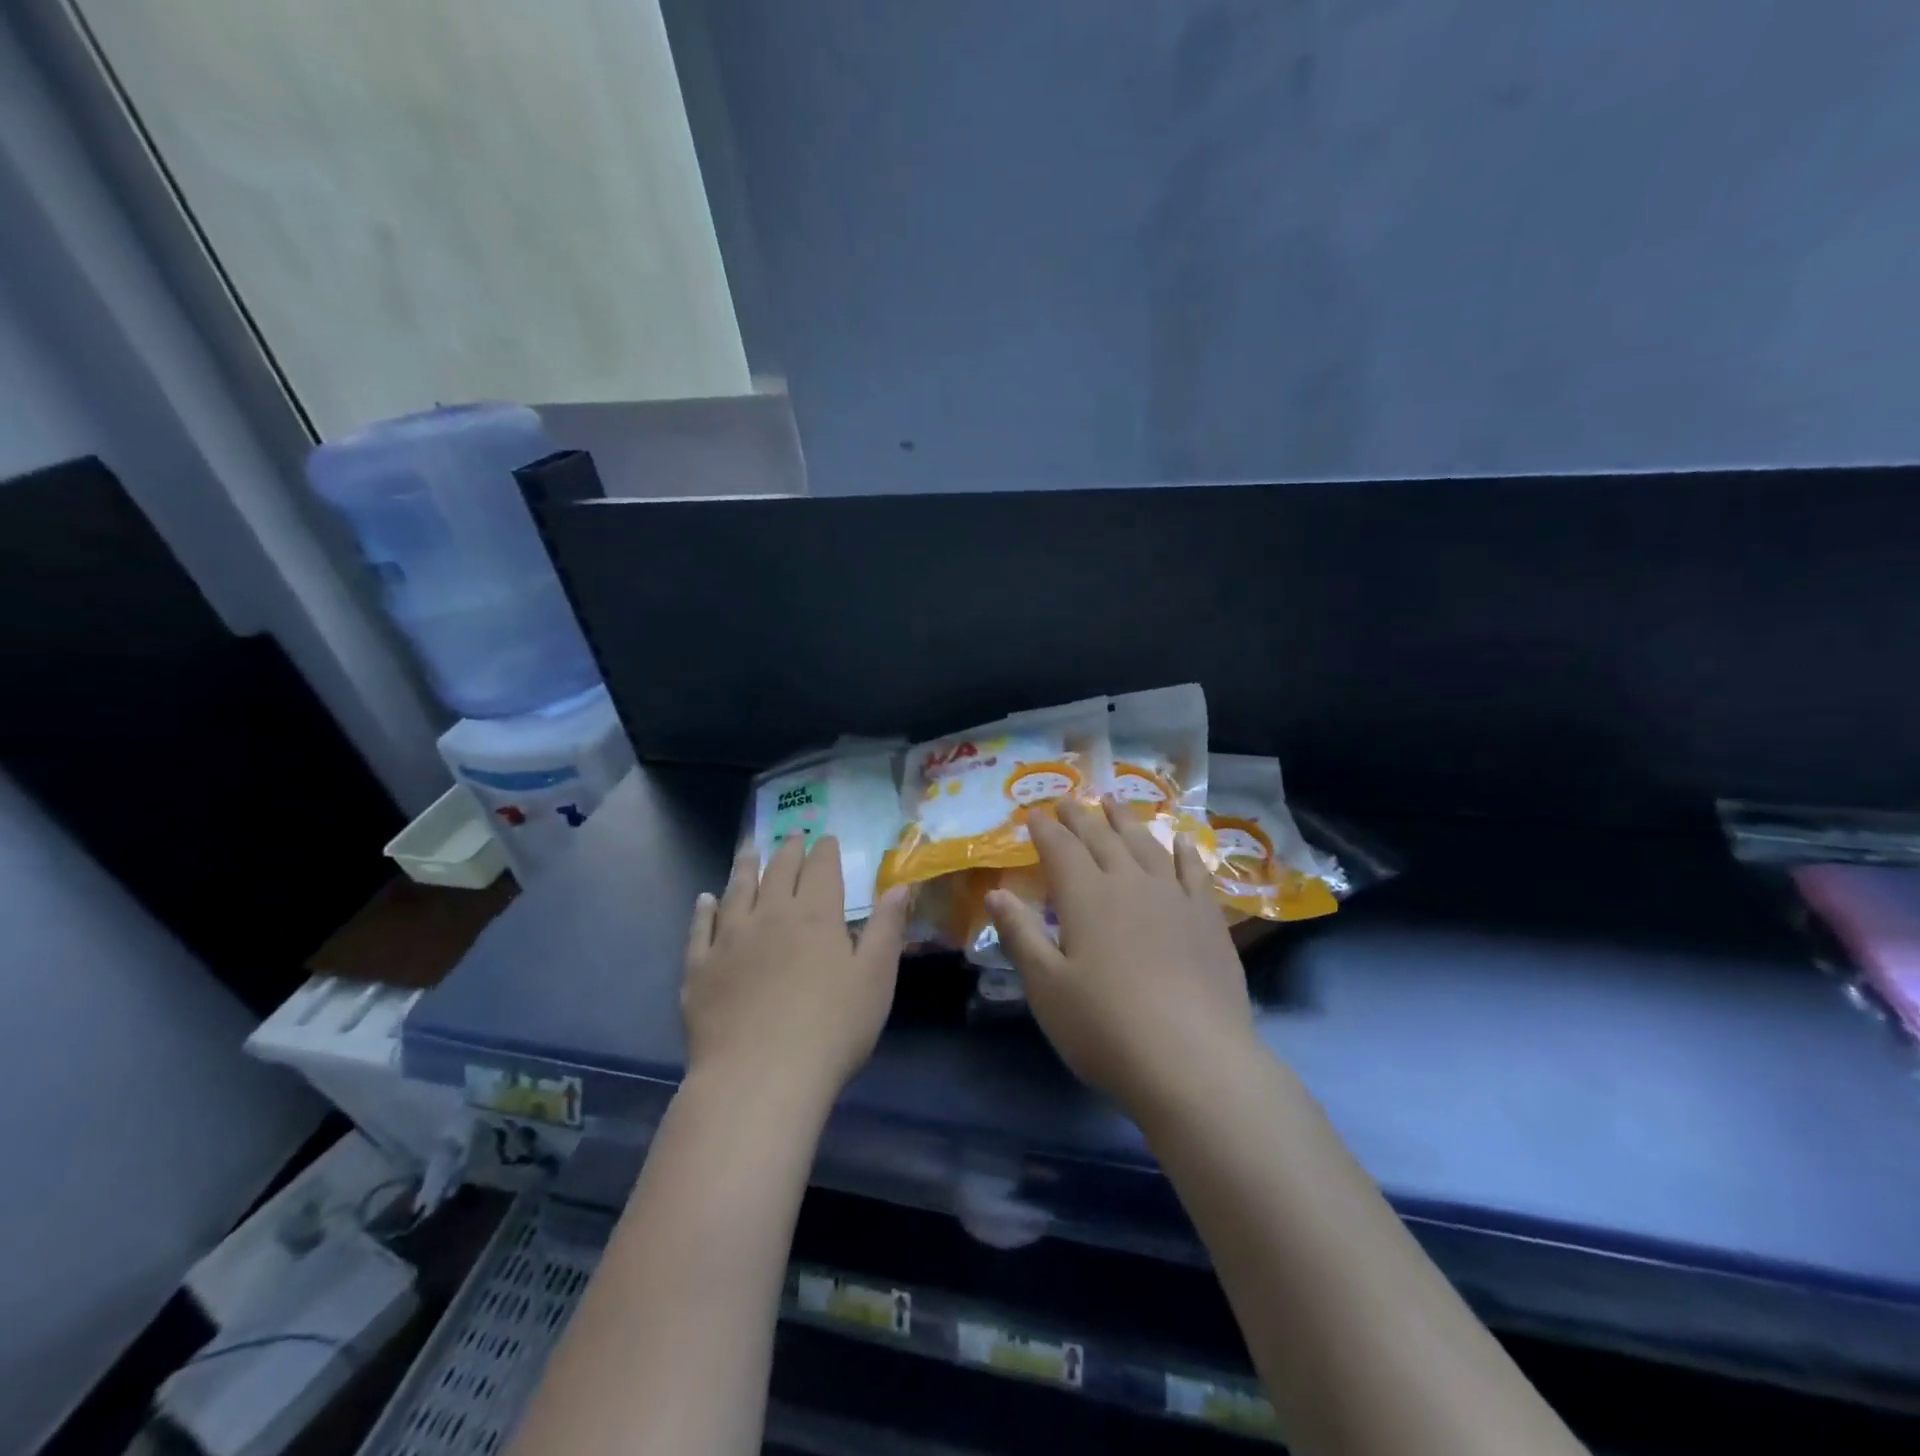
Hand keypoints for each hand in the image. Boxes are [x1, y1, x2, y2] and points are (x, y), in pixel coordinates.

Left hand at [682, 835, 909, 1107]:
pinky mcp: (700, 969)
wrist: (759, 1078)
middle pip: (779, 871)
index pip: (821, 868)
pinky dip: (703, 910)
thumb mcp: (876, 978)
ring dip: (745, 866)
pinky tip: (705, 899)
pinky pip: (700, 929)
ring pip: (737, 890)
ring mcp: (729, 940)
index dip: (824, 850)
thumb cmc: (832, 1029)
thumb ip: (887, 927)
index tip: (826, 838)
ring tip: (749, 848)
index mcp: (816, 915)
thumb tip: (900, 884)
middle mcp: (770, 915)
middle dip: (788, 849)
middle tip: (792, 834)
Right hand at [987, 799, 1257, 1114]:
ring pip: (1145, 845)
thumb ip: (1021, 935)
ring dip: (1126, 821)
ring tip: (1114, 802)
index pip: (1060, 849)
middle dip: (1081, 817)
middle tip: (1069, 799)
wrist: (1194, 1061)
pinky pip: (1194, 871)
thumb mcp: (1046, 987)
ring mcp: (1174, 897)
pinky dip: (1184, 851)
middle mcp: (1130, 883)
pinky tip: (1180, 840)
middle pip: (1102, 838)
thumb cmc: (1105, 1027)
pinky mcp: (1207, 919)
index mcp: (1086, 897)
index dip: (1045, 829)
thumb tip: (997, 893)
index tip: (1034, 813)